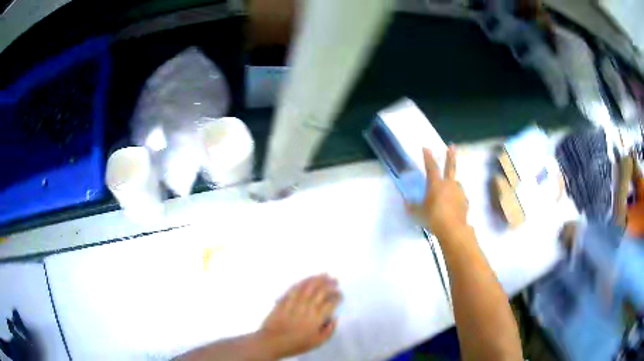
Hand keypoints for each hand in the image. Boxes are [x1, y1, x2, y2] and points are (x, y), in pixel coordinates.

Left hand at [258, 274, 340, 358]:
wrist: (273, 342)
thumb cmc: (297, 344)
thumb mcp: (318, 342)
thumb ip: (329, 330)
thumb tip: (334, 318)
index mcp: (317, 318)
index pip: (330, 303)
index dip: (337, 296)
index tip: (340, 294)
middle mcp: (307, 307)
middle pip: (320, 291)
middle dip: (329, 284)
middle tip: (335, 280)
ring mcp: (294, 303)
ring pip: (307, 287)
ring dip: (316, 279)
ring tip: (324, 274)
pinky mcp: (284, 301)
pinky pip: (294, 289)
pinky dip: (301, 282)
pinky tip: (306, 280)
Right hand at [406, 146, 468, 238]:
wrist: (453, 229)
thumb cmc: (433, 218)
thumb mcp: (419, 213)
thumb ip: (413, 207)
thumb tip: (406, 202)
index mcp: (436, 184)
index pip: (431, 167)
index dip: (428, 157)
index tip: (426, 147)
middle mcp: (449, 184)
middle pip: (450, 166)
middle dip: (450, 156)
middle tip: (452, 146)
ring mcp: (459, 192)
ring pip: (456, 183)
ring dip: (453, 183)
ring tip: (450, 190)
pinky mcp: (465, 202)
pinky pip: (460, 197)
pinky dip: (457, 198)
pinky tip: (455, 205)